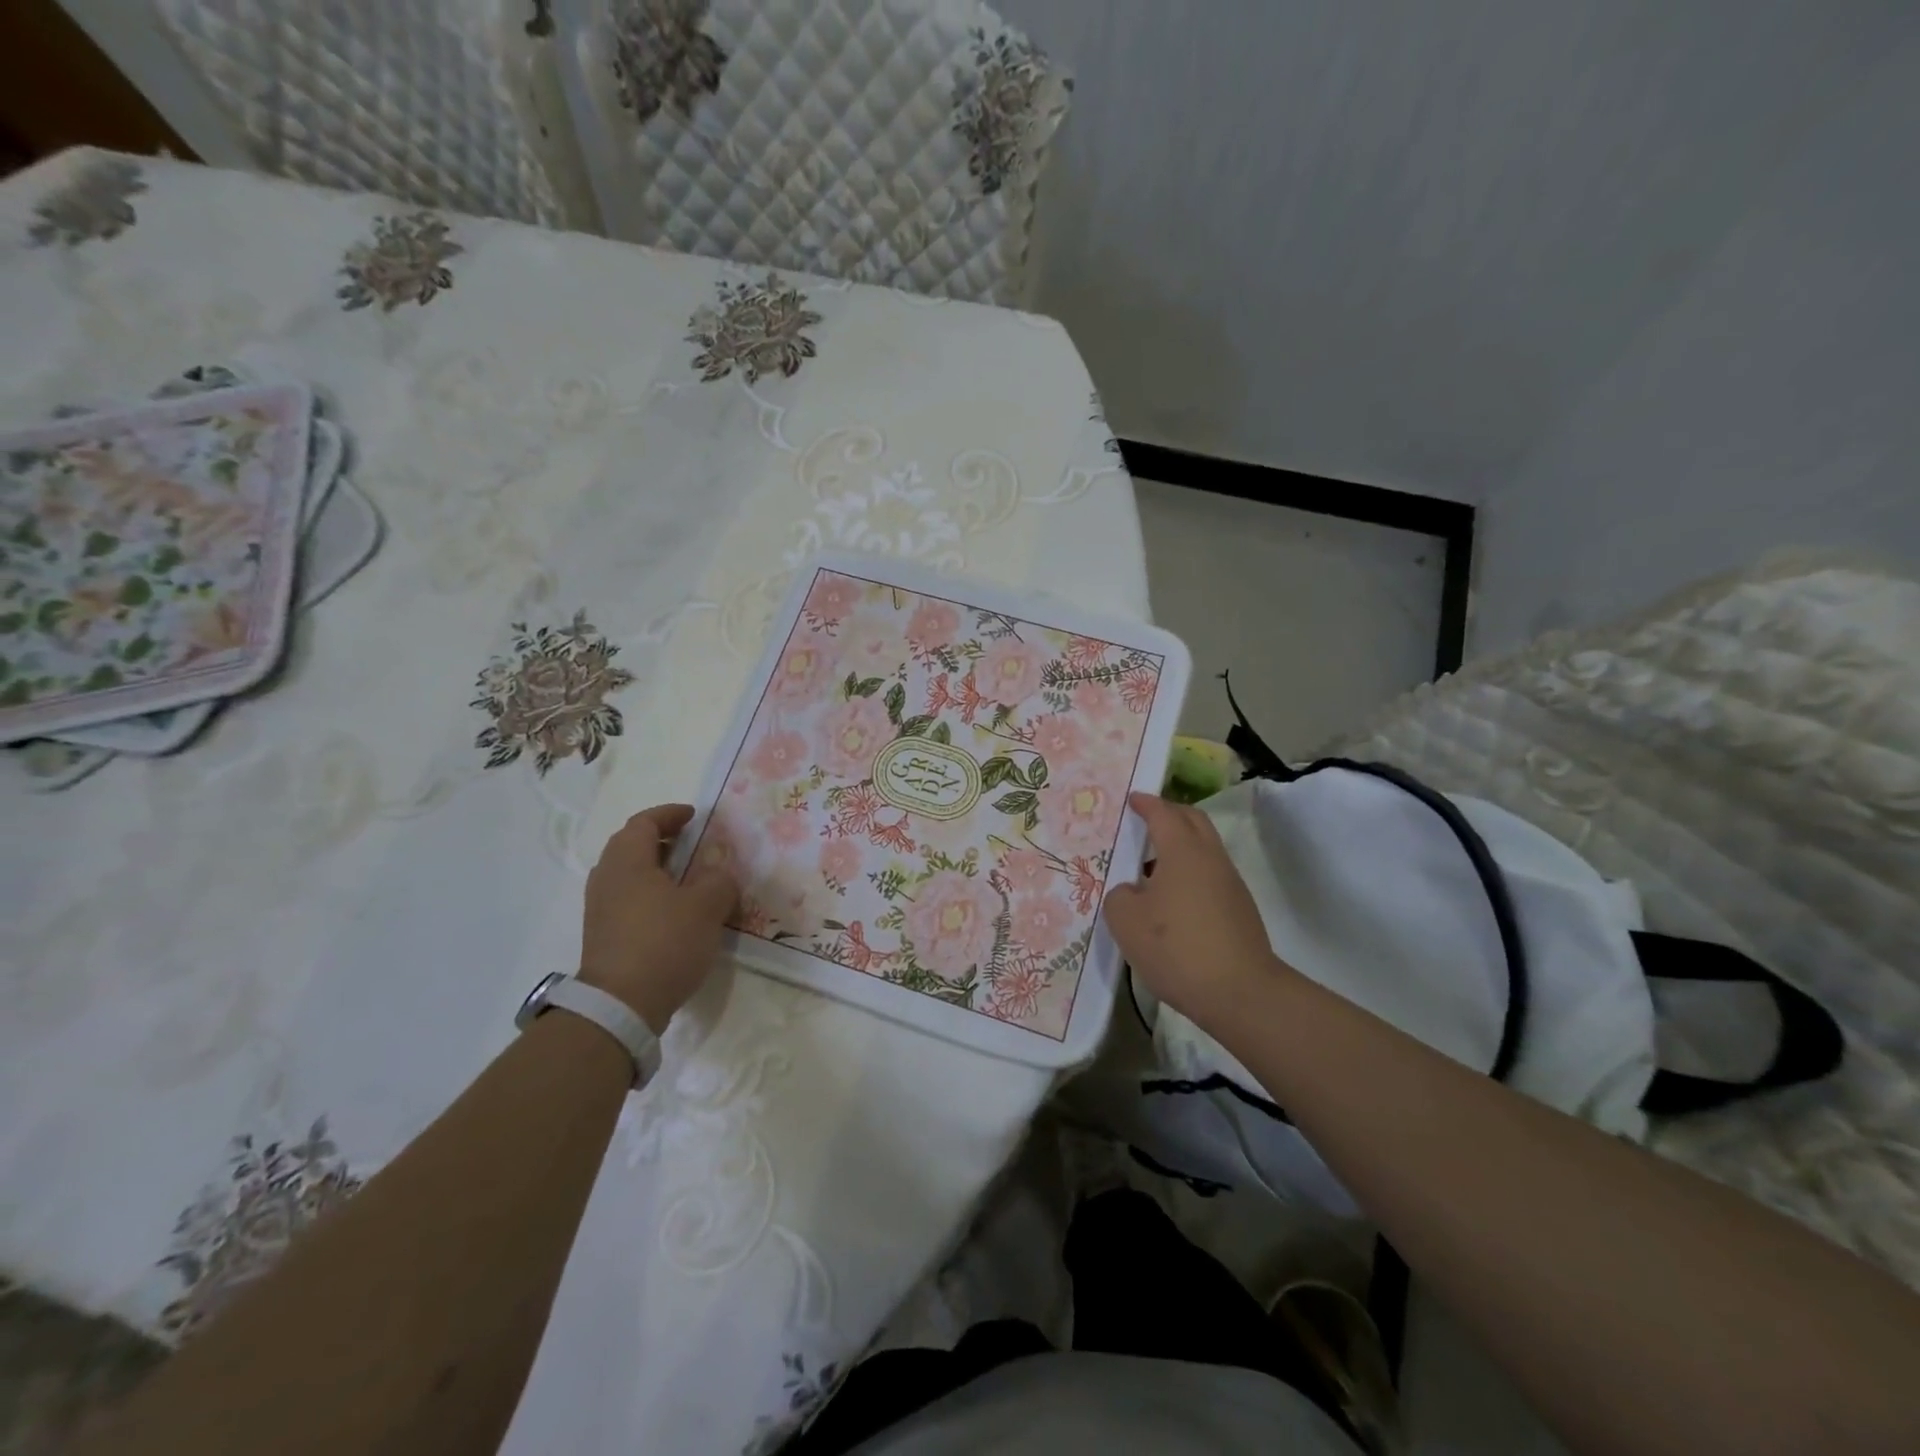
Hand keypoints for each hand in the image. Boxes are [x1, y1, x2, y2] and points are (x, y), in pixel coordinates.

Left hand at [579, 804, 739, 1032]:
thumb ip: (719, 880)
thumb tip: (719, 874)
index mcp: (628, 861)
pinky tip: (673, 910)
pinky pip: (627, 898)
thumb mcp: (707, 906)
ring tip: (687, 877)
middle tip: (691, 842)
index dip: (670, 814)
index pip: (645, 822)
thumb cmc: (665, 942)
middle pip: (630, 845)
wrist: (620, 1005)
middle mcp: (607, 878)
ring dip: (656, 868)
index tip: (694, 816)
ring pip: (628, 873)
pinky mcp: (602, 935)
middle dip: (661, 839)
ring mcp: (600, 908)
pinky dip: (650, 892)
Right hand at [1102, 791, 1294, 1028]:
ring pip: (1204, 848)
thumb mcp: (1126, 921)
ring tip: (1150, 864)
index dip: (1146, 803)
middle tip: (1145, 820)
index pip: (1163, 813)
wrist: (1240, 993)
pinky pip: (1209, 874)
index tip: (1132, 799)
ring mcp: (1230, 884)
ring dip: (1180, 845)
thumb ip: (1120, 895)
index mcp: (1183, 851)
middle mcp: (1210, 858)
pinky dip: (1189, 871)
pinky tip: (1170, 898)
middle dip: (1169, 814)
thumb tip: (1132, 891)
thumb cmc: (1176, 948)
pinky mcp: (1239, 909)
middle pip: (1192, 821)